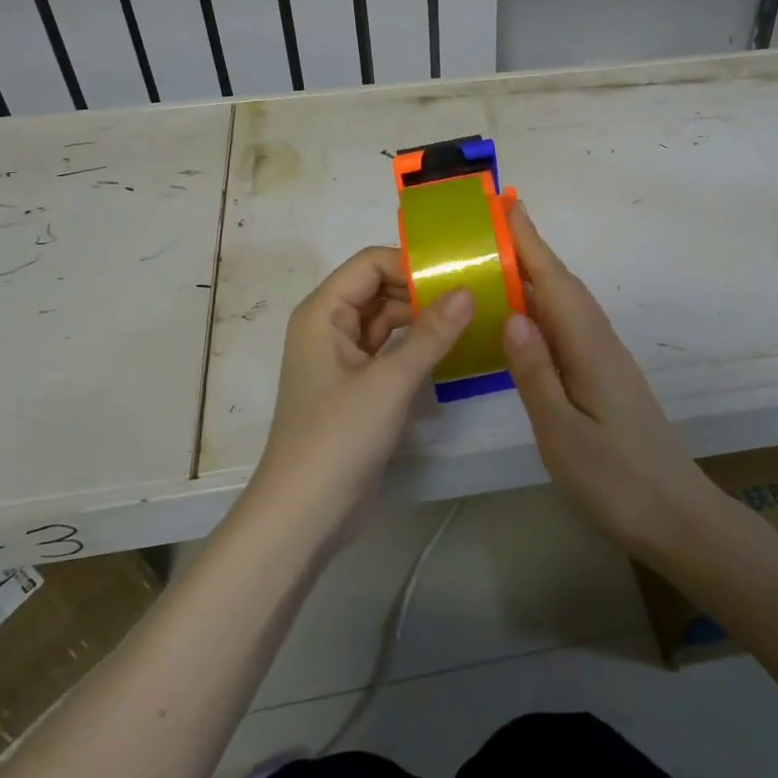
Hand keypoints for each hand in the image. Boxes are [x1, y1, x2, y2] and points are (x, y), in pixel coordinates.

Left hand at [245, 247, 472, 546]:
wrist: (304, 514)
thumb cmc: (339, 437)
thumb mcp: (390, 382)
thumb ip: (431, 334)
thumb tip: (467, 291)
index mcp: (323, 312)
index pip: (370, 264)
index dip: (411, 264)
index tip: (457, 274)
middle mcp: (328, 326)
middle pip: (378, 288)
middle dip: (421, 290)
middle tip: (473, 294)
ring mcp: (341, 358)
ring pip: (385, 320)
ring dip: (421, 319)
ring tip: (470, 317)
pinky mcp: (355, 386)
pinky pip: (387, 350)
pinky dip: (414, 346)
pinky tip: (449, 349)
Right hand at [500, 204, 725, 559]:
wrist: (677, 517)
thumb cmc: (615, 480)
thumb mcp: (562, 432)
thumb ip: (534, 373)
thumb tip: (511, 314)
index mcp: (588, 348)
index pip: (553, 282)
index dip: (529, 242)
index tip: (507, 204)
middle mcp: (600, 342)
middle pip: (562, 284)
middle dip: (530, 248)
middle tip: (494, 221)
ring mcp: (606, 359)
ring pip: (567, 303)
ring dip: (538, 274)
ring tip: (501, 258)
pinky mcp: (607, 376)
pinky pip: (569, 325)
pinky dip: (545, 306)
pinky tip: (527, 317)